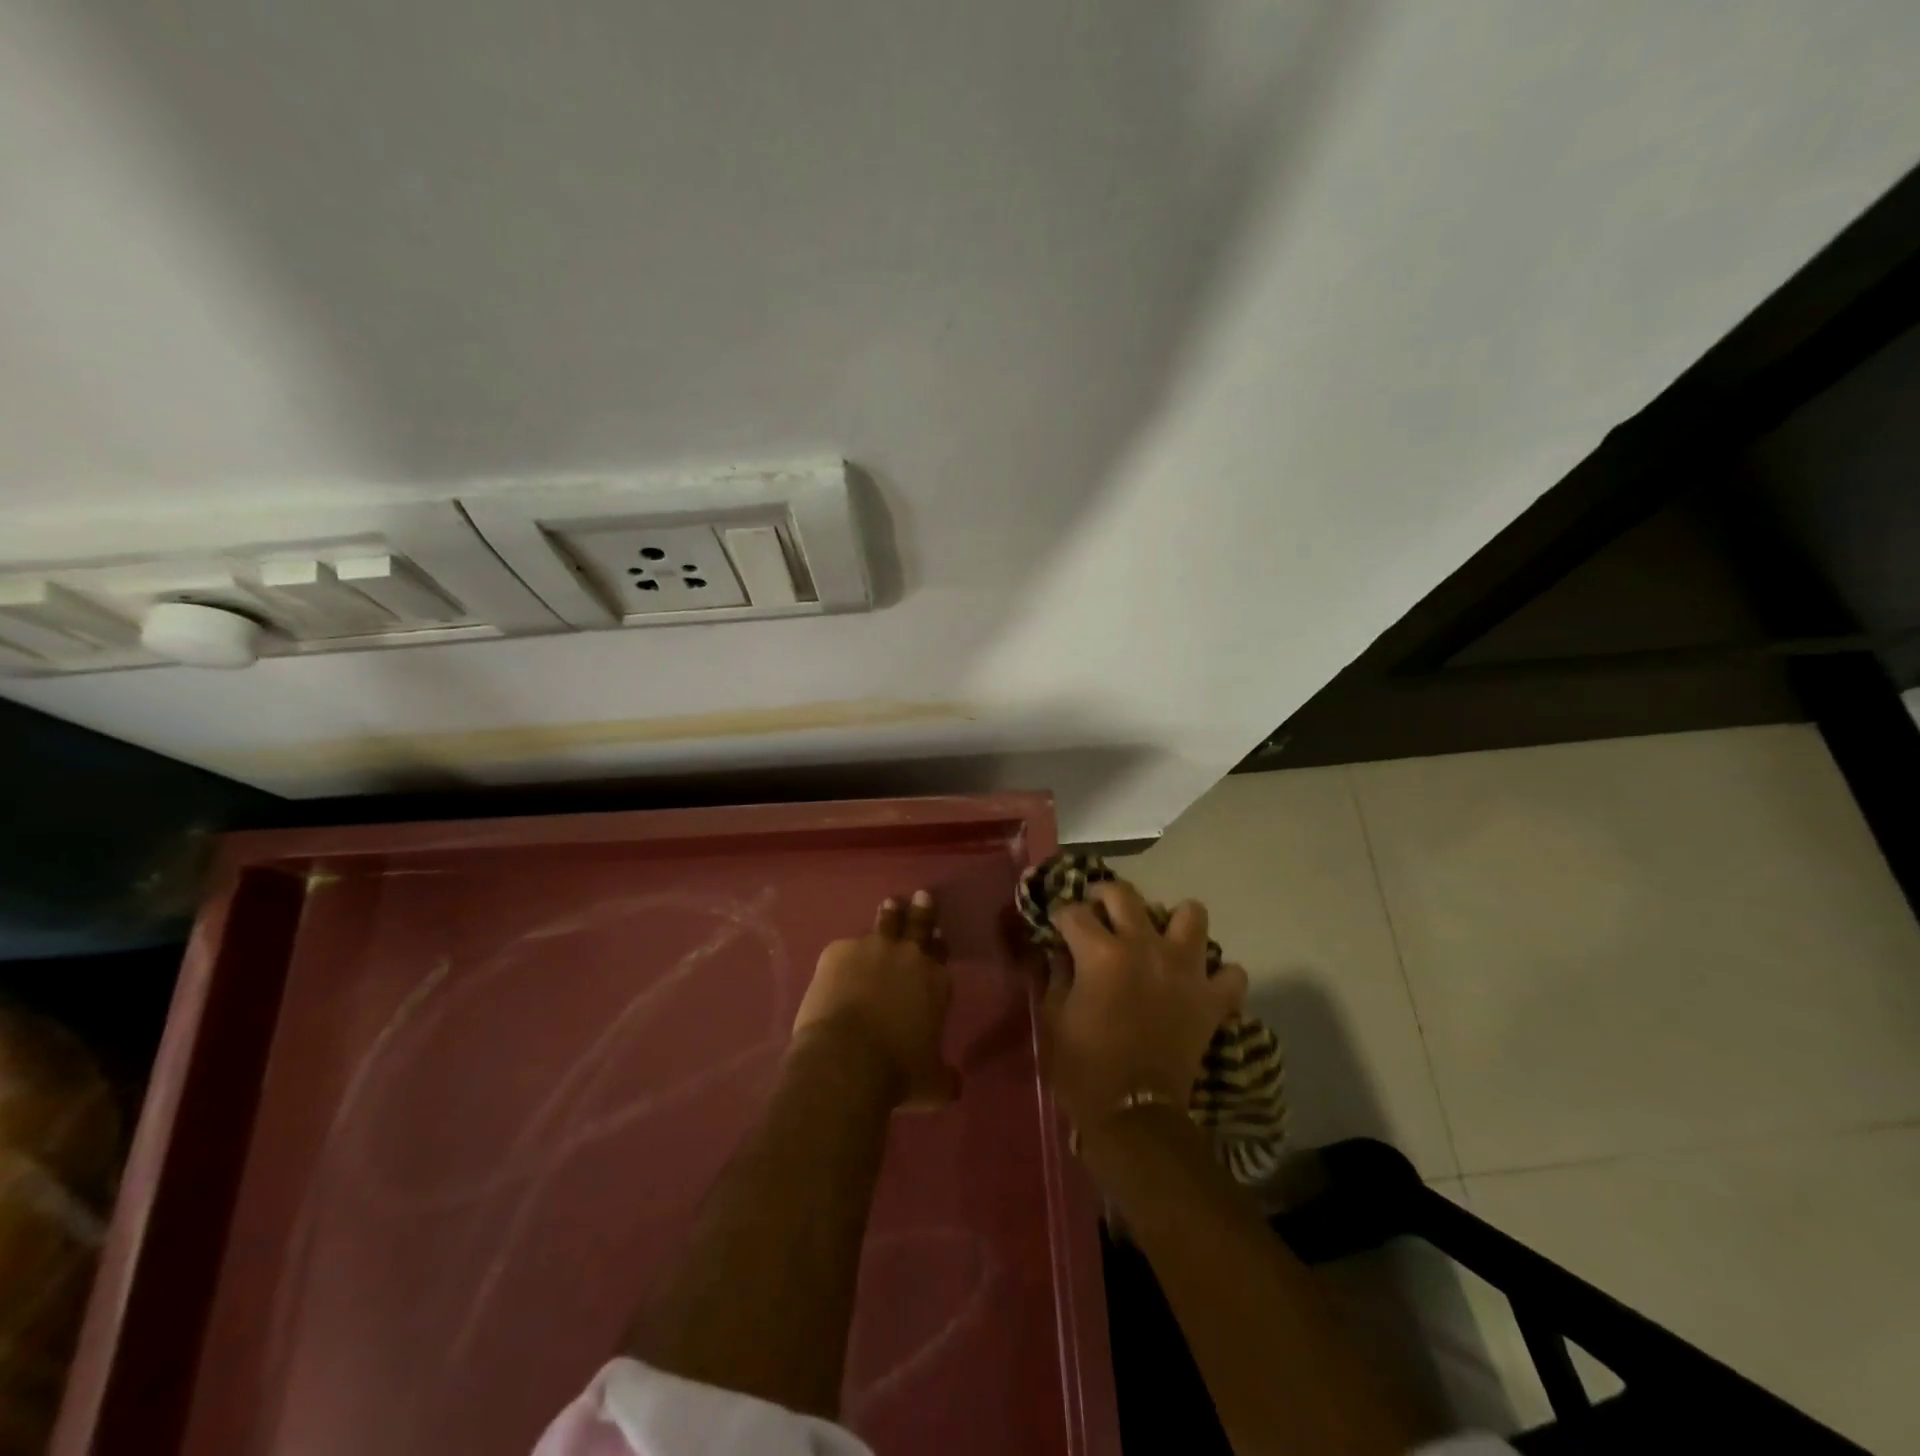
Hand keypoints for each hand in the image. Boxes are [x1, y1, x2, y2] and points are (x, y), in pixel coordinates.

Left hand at [793, 890, 957, 1109]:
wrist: (847, 1059)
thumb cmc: (898, 1073)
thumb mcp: (933, 1084)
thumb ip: (945, 1077)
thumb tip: (956, 1085)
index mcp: (936, 981)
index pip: (941, 952)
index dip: (939, 943)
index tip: (938, 934)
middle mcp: (908, 956)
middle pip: (918, 924)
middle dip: (921, 910)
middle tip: (921, 896)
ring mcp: (872, 948)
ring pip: (885, 923)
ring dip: (889, 915)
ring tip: (890, 905)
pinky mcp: (837, 951)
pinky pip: (844, 947)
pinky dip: (845, 954)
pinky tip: (838, 962)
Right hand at [1039, 879, 1246, 1133]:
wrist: (1133, 1115)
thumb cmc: (1083, 1066)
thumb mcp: (1053, 1017)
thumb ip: (1056, 974)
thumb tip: (1061, 951)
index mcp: (1100, 952)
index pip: (1073, 912)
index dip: (1060, 917)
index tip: (1057, 927)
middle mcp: (1144, 947)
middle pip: (1125, 894)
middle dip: (1104, 894)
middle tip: (1098, 909)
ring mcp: (1185, 970)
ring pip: (1191, 914)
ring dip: (1174, 920)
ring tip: (1160, 937)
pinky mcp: (1212, 999)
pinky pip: (1230, 973)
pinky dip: (1216, 975)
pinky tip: (1198, 983)